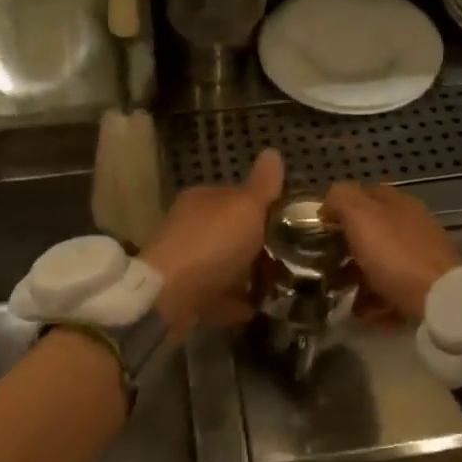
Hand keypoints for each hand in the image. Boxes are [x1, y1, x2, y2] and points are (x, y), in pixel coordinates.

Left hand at [142, 149, 284, 335]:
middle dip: (258, 245)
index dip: (264, 208)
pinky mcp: (184, 293)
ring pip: (225, 265)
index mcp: (203, 199)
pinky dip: (234, 301)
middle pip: (232, 232)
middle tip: (290, 258)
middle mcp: (191, 226)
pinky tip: (255, 309)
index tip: (290, 224)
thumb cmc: (213, 244)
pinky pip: (217, 295)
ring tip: (278, 286)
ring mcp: (185, 261)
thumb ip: (263, 185)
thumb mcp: (246, 207)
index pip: (237, 196)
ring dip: (248, 274)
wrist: (170, 296)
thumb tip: (272, 152)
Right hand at [323, 182, 461, 321]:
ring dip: (358, 278)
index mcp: (397, 204)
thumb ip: (341, 199)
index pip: (364, 195)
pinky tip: (364, 314)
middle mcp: (412, 225)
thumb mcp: (361, 216)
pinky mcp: (427, 285)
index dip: (340, 207)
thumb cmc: (395, 254)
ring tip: (339, 295)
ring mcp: (421, 256)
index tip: (319, 228)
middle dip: (346, 248)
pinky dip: (376, 300)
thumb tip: (329, 202)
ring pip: (381, 262)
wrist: (440, 298)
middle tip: (324, 265)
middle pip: (372, 231)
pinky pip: (394, 290)